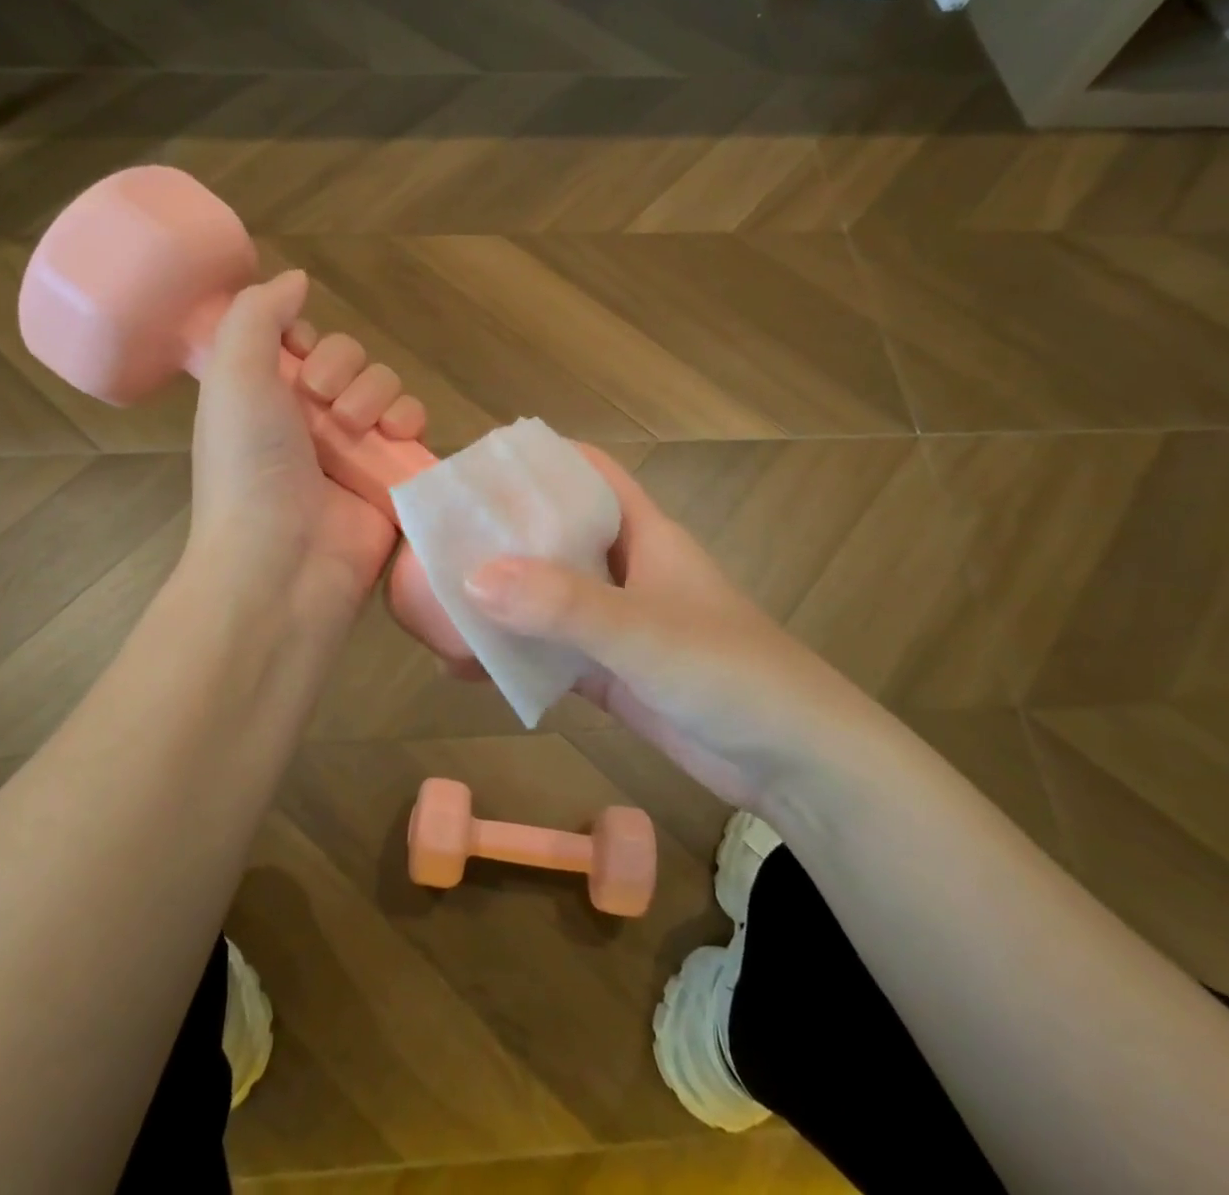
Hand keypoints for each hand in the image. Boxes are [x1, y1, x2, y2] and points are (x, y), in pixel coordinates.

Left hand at [188, 270, 424, 636]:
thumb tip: (295, 278)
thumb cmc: (249, 464)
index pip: (302, 344)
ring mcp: (353, 451)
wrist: (283, 561)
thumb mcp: (233, 375)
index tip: (297, 354)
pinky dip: (410, 421)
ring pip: (386, 388)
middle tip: (321, 401)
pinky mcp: (391, 476)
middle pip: (350, 360)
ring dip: (376, 393)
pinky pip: (415, 427)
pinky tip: (396, 435)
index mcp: (265, 399)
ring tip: (356, 427)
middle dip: (342, 368)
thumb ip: (258, 314)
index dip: (306, 340)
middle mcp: (308, 421)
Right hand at [456, 447, 841, 809]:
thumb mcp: (644, 632)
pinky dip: (512, 656)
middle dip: (500, 535)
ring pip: (546, 598)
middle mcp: (627, 571)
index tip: (474, 468)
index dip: (537, 462)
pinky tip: (465, 667)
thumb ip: (562, 605)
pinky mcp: (611, 674)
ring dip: (499, 600)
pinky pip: (549, 654)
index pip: (587, 474)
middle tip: (434, 542)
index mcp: (644, 534)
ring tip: (433, 603)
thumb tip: (471, 577)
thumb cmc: (731, 675)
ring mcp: (617, 625)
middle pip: (555, 535)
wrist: (795, 766)